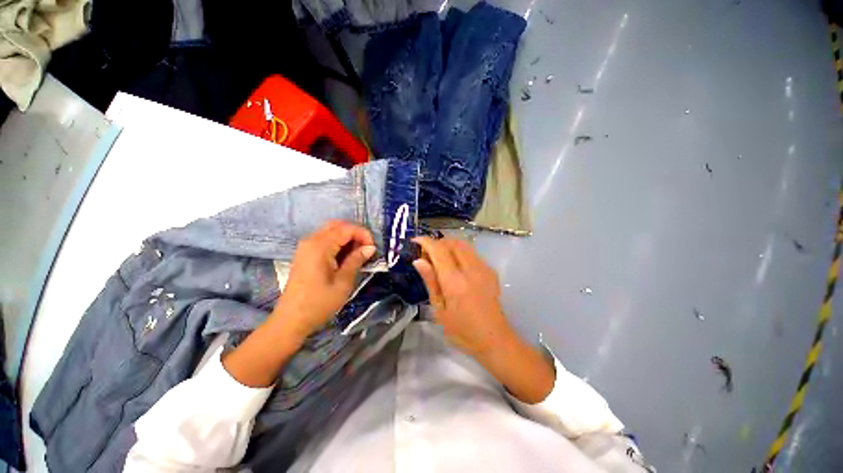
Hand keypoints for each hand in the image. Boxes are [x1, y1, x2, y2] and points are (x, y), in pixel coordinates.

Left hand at [274, 221, 375, 339]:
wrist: (291, 320)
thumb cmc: (319, 303)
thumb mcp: (343, 282)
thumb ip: (356, 260)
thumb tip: (370, 248)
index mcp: (320, 246)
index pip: (346, 228)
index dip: (363, 234)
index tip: (373, 249)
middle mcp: (311, 240)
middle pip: (338, 225)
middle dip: (356, 233)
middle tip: (366, 249)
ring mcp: (306, 246)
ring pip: (331, 231)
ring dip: (348, 238)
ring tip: (359, 254)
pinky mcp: (305, 253)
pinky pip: (325, 239)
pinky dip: (339, 243)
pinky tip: (346, 256)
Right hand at [412, 237, 554, 402]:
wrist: (494, 339)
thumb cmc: (462, 331)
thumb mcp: (440, 309)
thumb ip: (431, 281)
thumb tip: (418, 260)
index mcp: (455, 281)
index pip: (439, 250)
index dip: (426, 241)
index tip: (415, 241)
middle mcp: (471, 269)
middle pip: (452, 242)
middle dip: (437, 242)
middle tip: (427, 254)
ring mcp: (483, 268)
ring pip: (463, 244)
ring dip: (448, 245)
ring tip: (439, 258)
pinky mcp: (490, 270)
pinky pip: (472, 253)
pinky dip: (459, 252)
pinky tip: (455, 267)